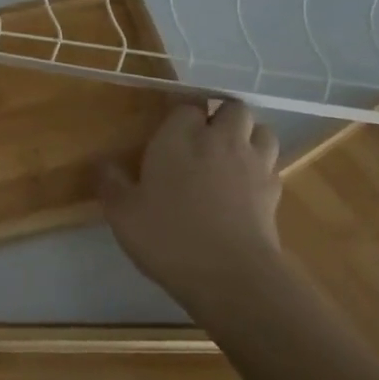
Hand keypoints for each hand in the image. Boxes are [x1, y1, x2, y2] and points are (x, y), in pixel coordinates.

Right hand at [99, 101, 282, 313]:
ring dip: (248, 136)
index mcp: (180, 136)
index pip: (186, 103)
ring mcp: (253, 164)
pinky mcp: (274, 192)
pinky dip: (261, 167)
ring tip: (230, 155)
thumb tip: (104, 165)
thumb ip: (111, 183)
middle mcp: (220, 140)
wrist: (230, 275)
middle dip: (220, 115)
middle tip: (201, 137)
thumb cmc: (167, 235)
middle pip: (232, 108)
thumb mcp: (122, 212)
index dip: (179, 111)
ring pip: (262, 130)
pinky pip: (271, 164)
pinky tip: (244, 186)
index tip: (167, 123)